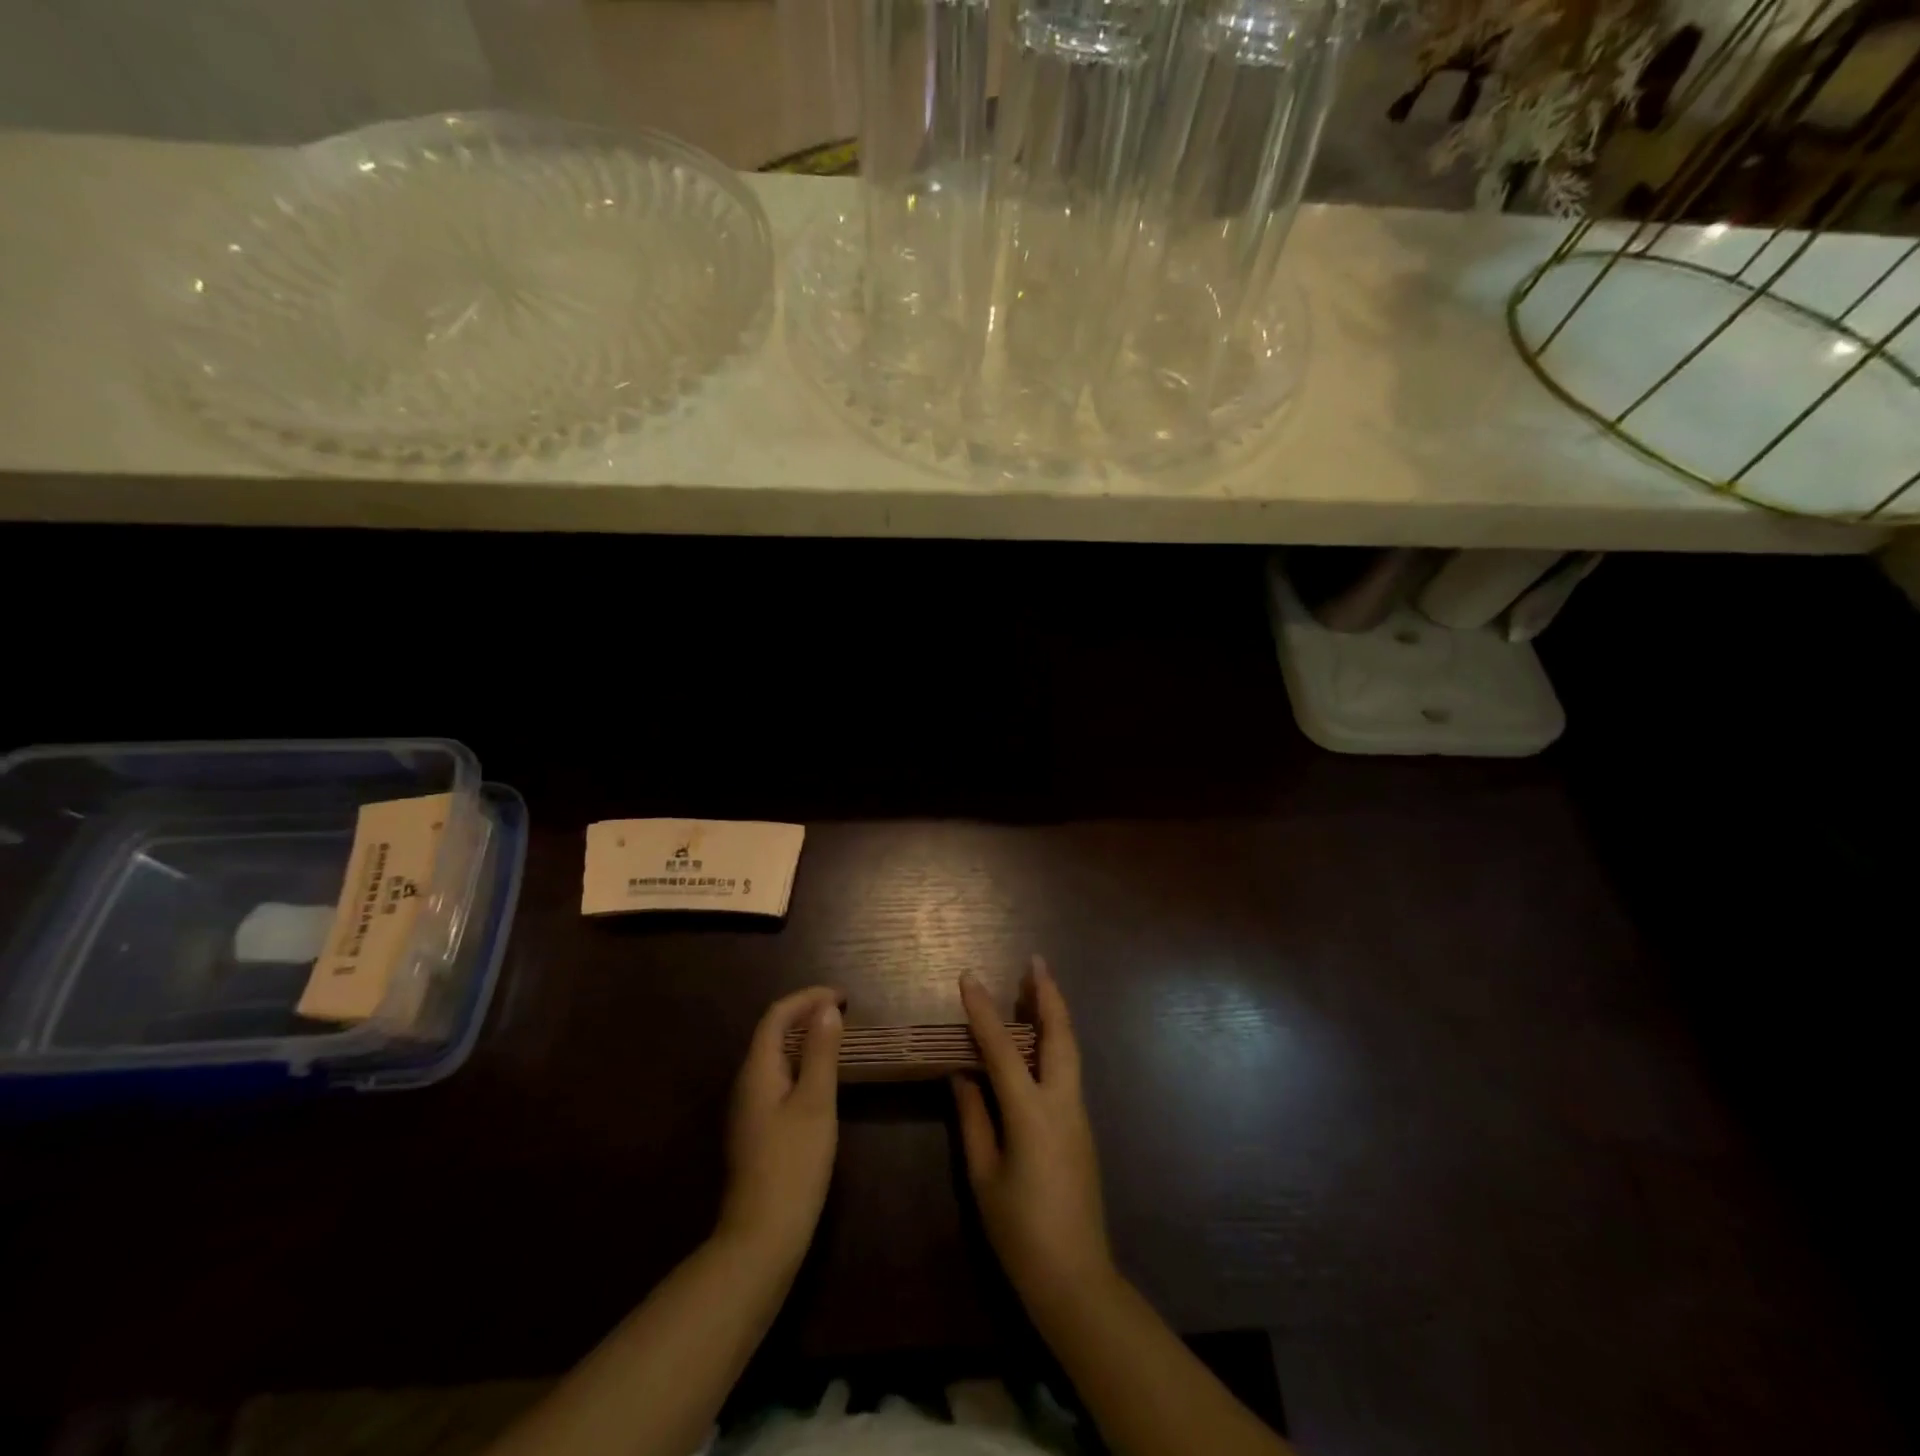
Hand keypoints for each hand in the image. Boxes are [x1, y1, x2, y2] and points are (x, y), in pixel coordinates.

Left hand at [718, 987, 842, 1270]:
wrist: (761, 1237)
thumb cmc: (793, 1164)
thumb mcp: (816, 1103)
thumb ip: (822, 1053)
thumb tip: (826, 1009)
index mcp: (757, 1070)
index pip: (776, 1016)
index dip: (807, 998)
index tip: (843, 997)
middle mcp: (746, 1083)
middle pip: (772, 1033)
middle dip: (806, 1014)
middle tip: (843, 1013)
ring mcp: (749, 1109)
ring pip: (775, 1057)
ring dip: (804, 1039)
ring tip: (837, 1038)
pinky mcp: (757, 1130)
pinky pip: (778, 1079)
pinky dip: (801, 1064)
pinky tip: (821, 1080)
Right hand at [954, 957, 1114, 1313]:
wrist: (1076, 1279)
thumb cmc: (1020, 1231)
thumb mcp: (984, 1176)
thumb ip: (973, 1119)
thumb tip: (962, 1075)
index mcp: (1032, 1114)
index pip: (1002, 1048)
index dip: (983, 1011)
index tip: (968, 977)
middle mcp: (1062, 1103)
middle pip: (1059, 1035)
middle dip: (1047, 994)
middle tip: (1034, 961)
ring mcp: (1078, 1114)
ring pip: (1069, 1049)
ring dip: (1054, 1014)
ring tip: (1036, 987)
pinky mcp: (1082, 1127)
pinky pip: (1068, 1070)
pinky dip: (1055, 1042)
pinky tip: (1039, 1040)